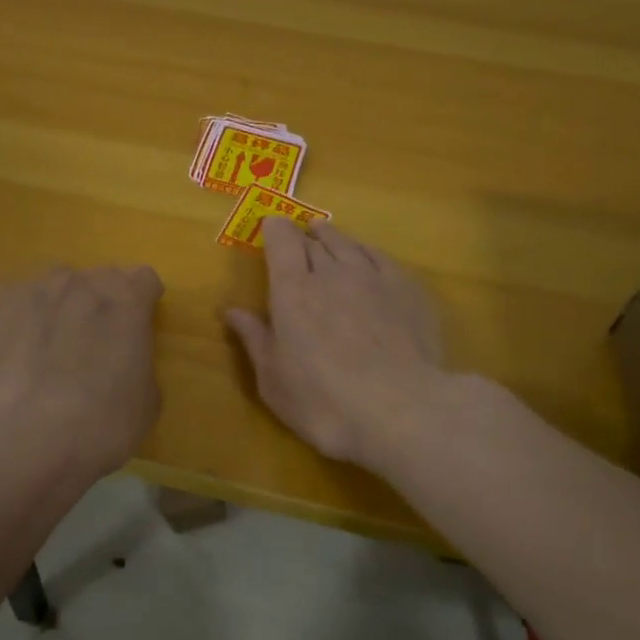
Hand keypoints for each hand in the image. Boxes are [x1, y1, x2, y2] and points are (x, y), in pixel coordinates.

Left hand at [0, 264, 164, 484]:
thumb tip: (123, 361)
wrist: (16, 441)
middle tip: (92, 346)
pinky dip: (17, 323)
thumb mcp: (145, 403)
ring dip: (57, 309)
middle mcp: (80, 282)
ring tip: (47, 351)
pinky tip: (12, 358)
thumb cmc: (97, 426)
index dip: (142, 304)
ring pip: (52, 288)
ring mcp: (31, 290)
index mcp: (127, 299)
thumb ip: (139, 365)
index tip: (136, 330)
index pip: (144, 280)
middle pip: (97, 280)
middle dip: (99, 305)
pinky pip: (12, 305)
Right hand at [224, 221, 453, 469]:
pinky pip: (381, 257)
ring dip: (333, 238)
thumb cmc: (324, 402)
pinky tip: (367, 257)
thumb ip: (254, 339)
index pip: (281, 241)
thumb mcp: (274, 380)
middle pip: (314, 241)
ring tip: (325, 234)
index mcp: (293, 291)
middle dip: (302, 237)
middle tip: (298, 240)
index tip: (271, 227)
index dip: (275, 230)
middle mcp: (332, 272)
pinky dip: (366, 252)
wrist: (401, 411)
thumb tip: (232, 311)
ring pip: (349, 244)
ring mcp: (373, 277)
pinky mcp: (407, 289)